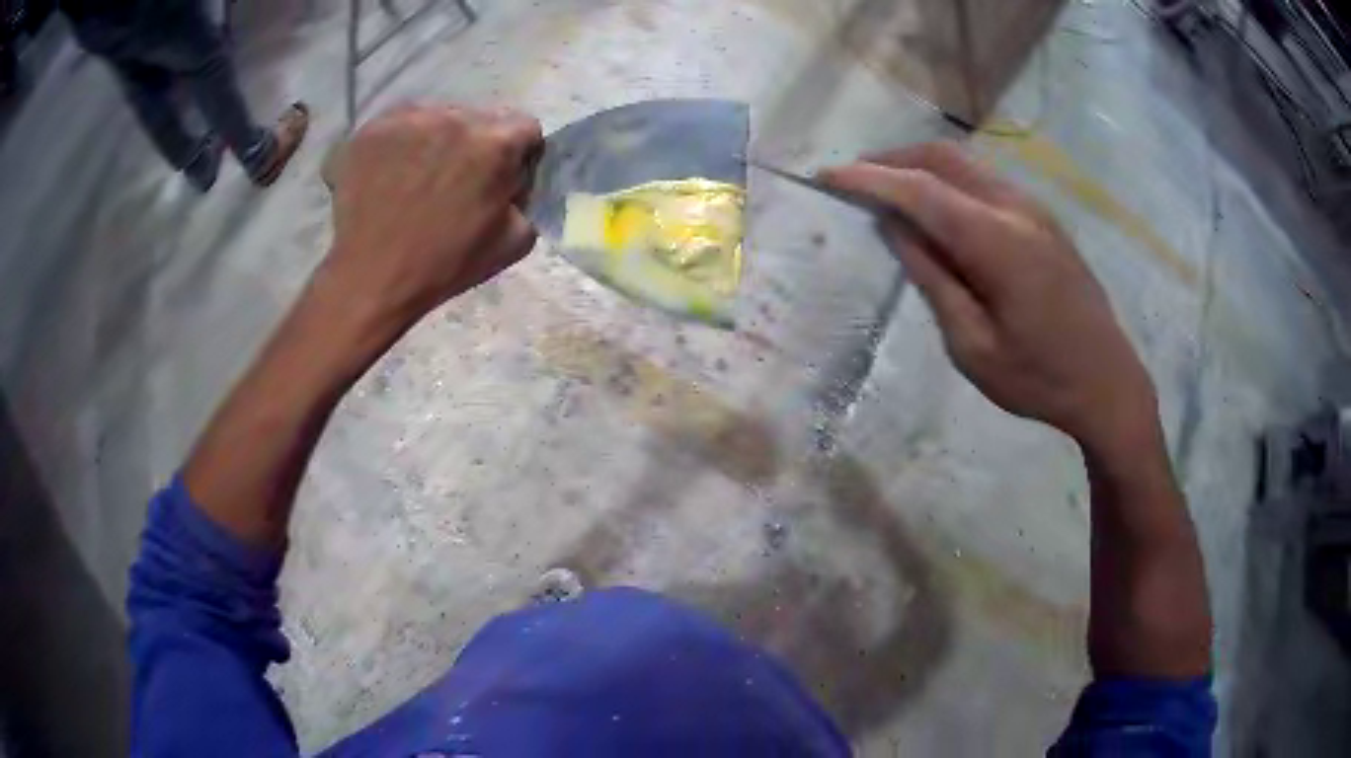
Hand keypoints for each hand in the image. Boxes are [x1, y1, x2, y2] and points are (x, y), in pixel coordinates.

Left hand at [323, 104, 542, 330]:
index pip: (525, 128)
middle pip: (478, 119)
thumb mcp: (513, 242)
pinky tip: (391, 174)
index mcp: (495, 144)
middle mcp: (455, 118)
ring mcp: (409, 119)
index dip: (518, 154)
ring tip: (419, 176)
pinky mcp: (372, 128)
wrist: (371, 278)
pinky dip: (400, 144)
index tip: (501, 176)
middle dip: (475, 144)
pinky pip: (398, 126)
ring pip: (436, 117)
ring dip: (437, 140)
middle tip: (457, 180)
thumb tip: (514, 183)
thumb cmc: (444, 265)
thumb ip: (526, 200)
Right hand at [820, 143, 1156, 451]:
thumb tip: (895, 228)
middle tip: (853, 178)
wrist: (1108, 382)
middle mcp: (1016, 208)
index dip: (870, 179)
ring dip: (920, 166)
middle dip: (892, 159)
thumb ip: (933, 279)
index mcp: (998, 242)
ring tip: (887, 190)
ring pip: (965, 163)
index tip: (827, 176)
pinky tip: (935, 207)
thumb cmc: (1039, 379)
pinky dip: (948, 180)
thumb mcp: (973, 346)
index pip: (921, 191)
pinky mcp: (1043, 218)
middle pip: (943, 158)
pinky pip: (984, 180)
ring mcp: (1034, 208)